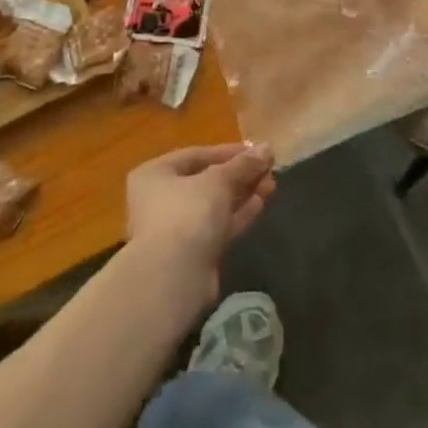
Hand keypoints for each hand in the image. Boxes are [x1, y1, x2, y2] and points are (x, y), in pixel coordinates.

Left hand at [125, 143, 276, 305]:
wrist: (174, 279)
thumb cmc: (188, 213)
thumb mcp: (218, 180)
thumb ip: (243, 164)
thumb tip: (267, 148)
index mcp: (155, 174)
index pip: (197, 154)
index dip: (229, 151)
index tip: (257, 150)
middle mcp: (160, 198)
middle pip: (206, 180)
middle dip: (240, 174)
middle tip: (269, 168)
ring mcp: (176, 228)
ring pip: (214, 204)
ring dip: (243, 193)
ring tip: (272, 183)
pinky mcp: (192, 252)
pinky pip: (218, 225)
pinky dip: (238, 214)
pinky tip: (261, 203)